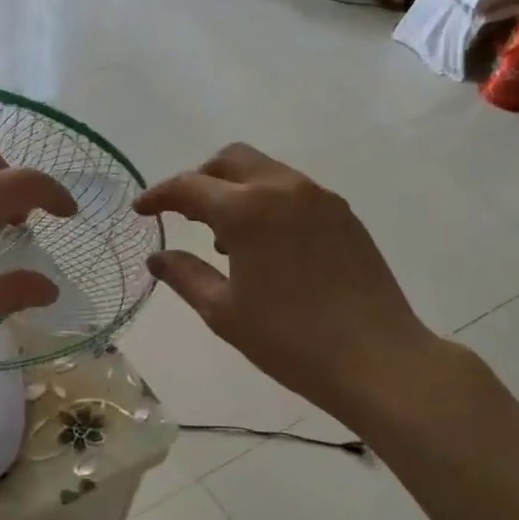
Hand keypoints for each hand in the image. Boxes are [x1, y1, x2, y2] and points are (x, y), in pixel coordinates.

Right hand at [133, 143, 480, 436]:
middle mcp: (283, 189)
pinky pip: (294, 192)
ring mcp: (320, 198)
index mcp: (247, 210)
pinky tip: (266, 246)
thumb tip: (157, 257)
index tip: (141, 210)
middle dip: (200, 179)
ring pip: (266, 171)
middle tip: (184, 214)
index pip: (190, 186)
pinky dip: (267, 202)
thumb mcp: (224, 312)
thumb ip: (185, 275)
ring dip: (236, 190)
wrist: (377, 359)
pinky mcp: (344, 215)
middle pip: (231, 160)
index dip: (159, 196)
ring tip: (224, 239)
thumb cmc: (289, 340)